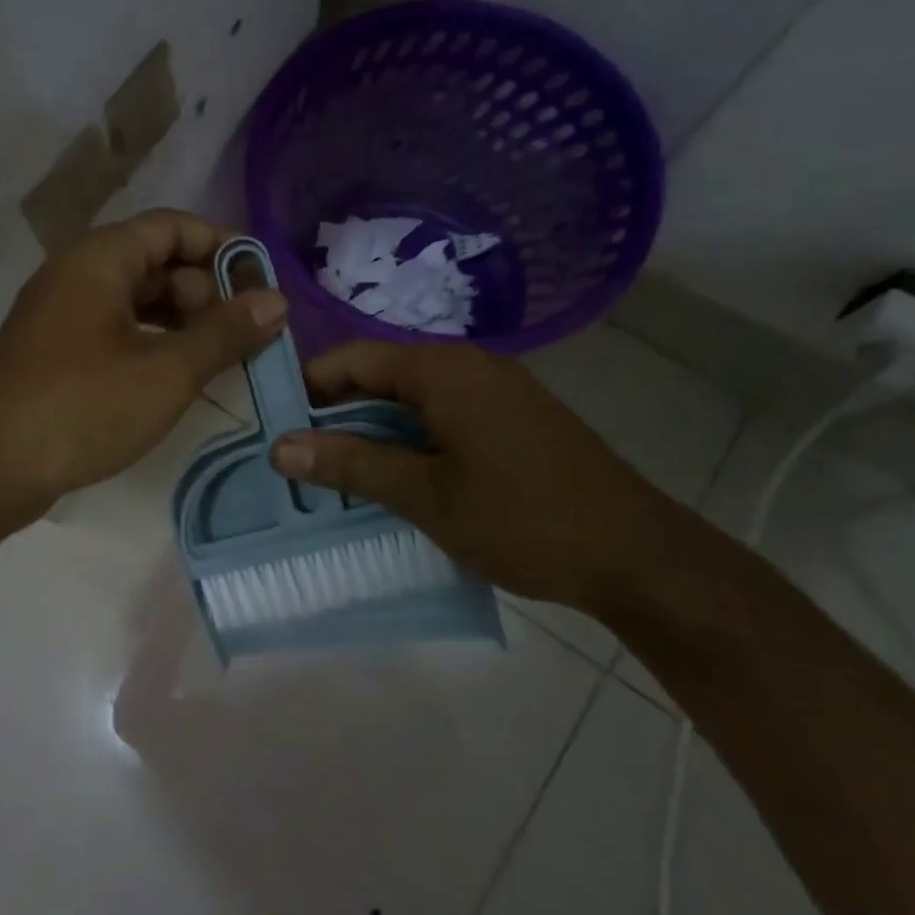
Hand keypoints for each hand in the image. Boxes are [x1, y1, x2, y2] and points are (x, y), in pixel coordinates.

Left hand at [0, 209, 286, 526]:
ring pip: (135, 297)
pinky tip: (175, 374)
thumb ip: (225, 332)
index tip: (262, 283)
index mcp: (100, 258)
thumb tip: (276, 300)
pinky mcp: (54, 348)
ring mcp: (60, 311)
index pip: (173, 226)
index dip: (222, 247)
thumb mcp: (166, 372)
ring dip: (181, 320)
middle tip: (244, 333)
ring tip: (221, 356)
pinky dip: (151, 340)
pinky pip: (114, 326)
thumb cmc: (82, 408)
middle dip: (205, 290)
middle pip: (155, 260)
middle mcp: (76, 272)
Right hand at [268, 341, 682, 611]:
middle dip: (338, 414)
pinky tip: (400, 475)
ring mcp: (497, 388)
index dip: (309, 388)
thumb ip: (351, 464)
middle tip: (303, 458)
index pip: (353, 359)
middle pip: (381, 375)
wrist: (637, 554)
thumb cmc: (522, 519)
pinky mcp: (514, 415)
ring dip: (374, 429)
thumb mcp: (425, 495)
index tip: (277, 426)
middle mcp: (468, 364)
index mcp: (442, 370)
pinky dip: (411, 436)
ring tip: (341, 472)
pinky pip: (444, 411)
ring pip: (412, 396)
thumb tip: (279, 446)